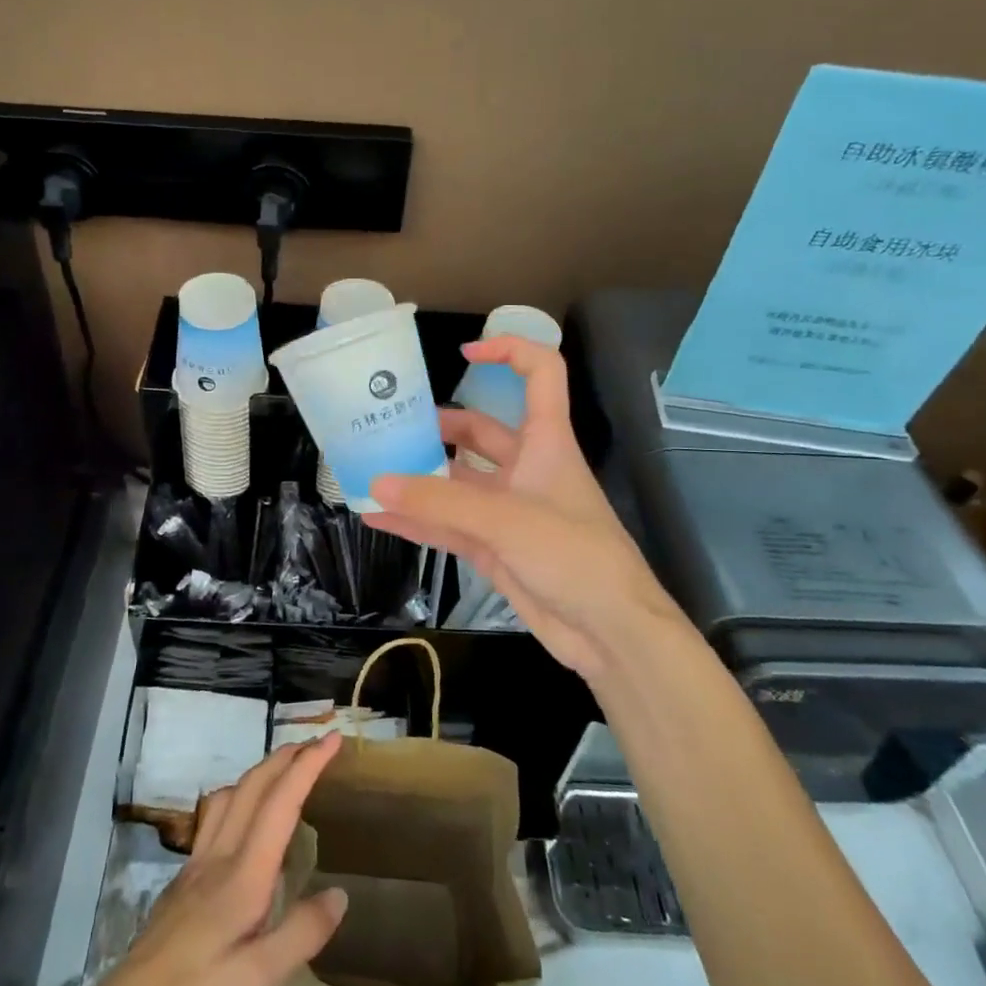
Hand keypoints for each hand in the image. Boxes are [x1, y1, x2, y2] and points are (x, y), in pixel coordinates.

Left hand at [28, 736, 347, 985]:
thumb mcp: (259, 981)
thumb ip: (301, 933)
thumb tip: (340, 893)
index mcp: (243, 875)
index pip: (280, 802)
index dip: (308, 765)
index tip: (333, 738)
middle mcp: (218, 858)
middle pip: (252, 787)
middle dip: (285, 757)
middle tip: (316, 744)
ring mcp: (194, 868)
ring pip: (228, 797)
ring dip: (259, 773)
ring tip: (282, 773)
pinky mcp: (180, 886)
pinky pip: (213, 820)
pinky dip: (238, 799)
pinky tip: (242, 824)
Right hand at [367, 336, 694, 683]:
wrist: (611, 634)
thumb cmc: (574, 555)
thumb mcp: (506, 519)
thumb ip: (440, 502)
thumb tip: (378, 483)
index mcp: (546, 442)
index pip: (540, 375)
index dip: (509, 351)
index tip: (465, 353)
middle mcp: (527, 469)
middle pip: (482, 433)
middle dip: (441, 426)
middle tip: (393, 426)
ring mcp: (509, 511)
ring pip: (458, 483)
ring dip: (421, 477)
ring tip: (374, 469)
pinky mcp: (496, 549)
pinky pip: (449, 525)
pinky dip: (417, 521)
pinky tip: (379, 518)